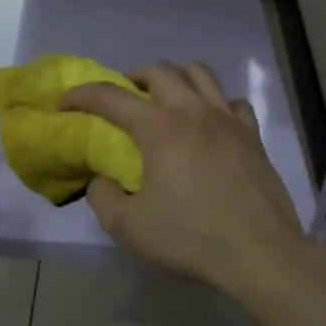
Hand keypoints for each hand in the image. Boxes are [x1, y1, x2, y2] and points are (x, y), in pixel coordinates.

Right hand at [60, 61, 307, 293]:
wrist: (261, 255)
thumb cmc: (191, 238)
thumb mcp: (128, 227)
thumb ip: (103, 197)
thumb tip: (102, 180)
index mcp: (159, 128)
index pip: (110, 96)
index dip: (81, 95)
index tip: (65, 104)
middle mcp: (193, 111)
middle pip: (159, 70)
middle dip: (132, 76)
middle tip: (122, 97)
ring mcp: (228, 120)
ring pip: (199, 73)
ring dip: (174, 75)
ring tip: (164, 96)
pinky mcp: (253, 137)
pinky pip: (231, 101)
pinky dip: (213, 101)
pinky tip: (208, 121)